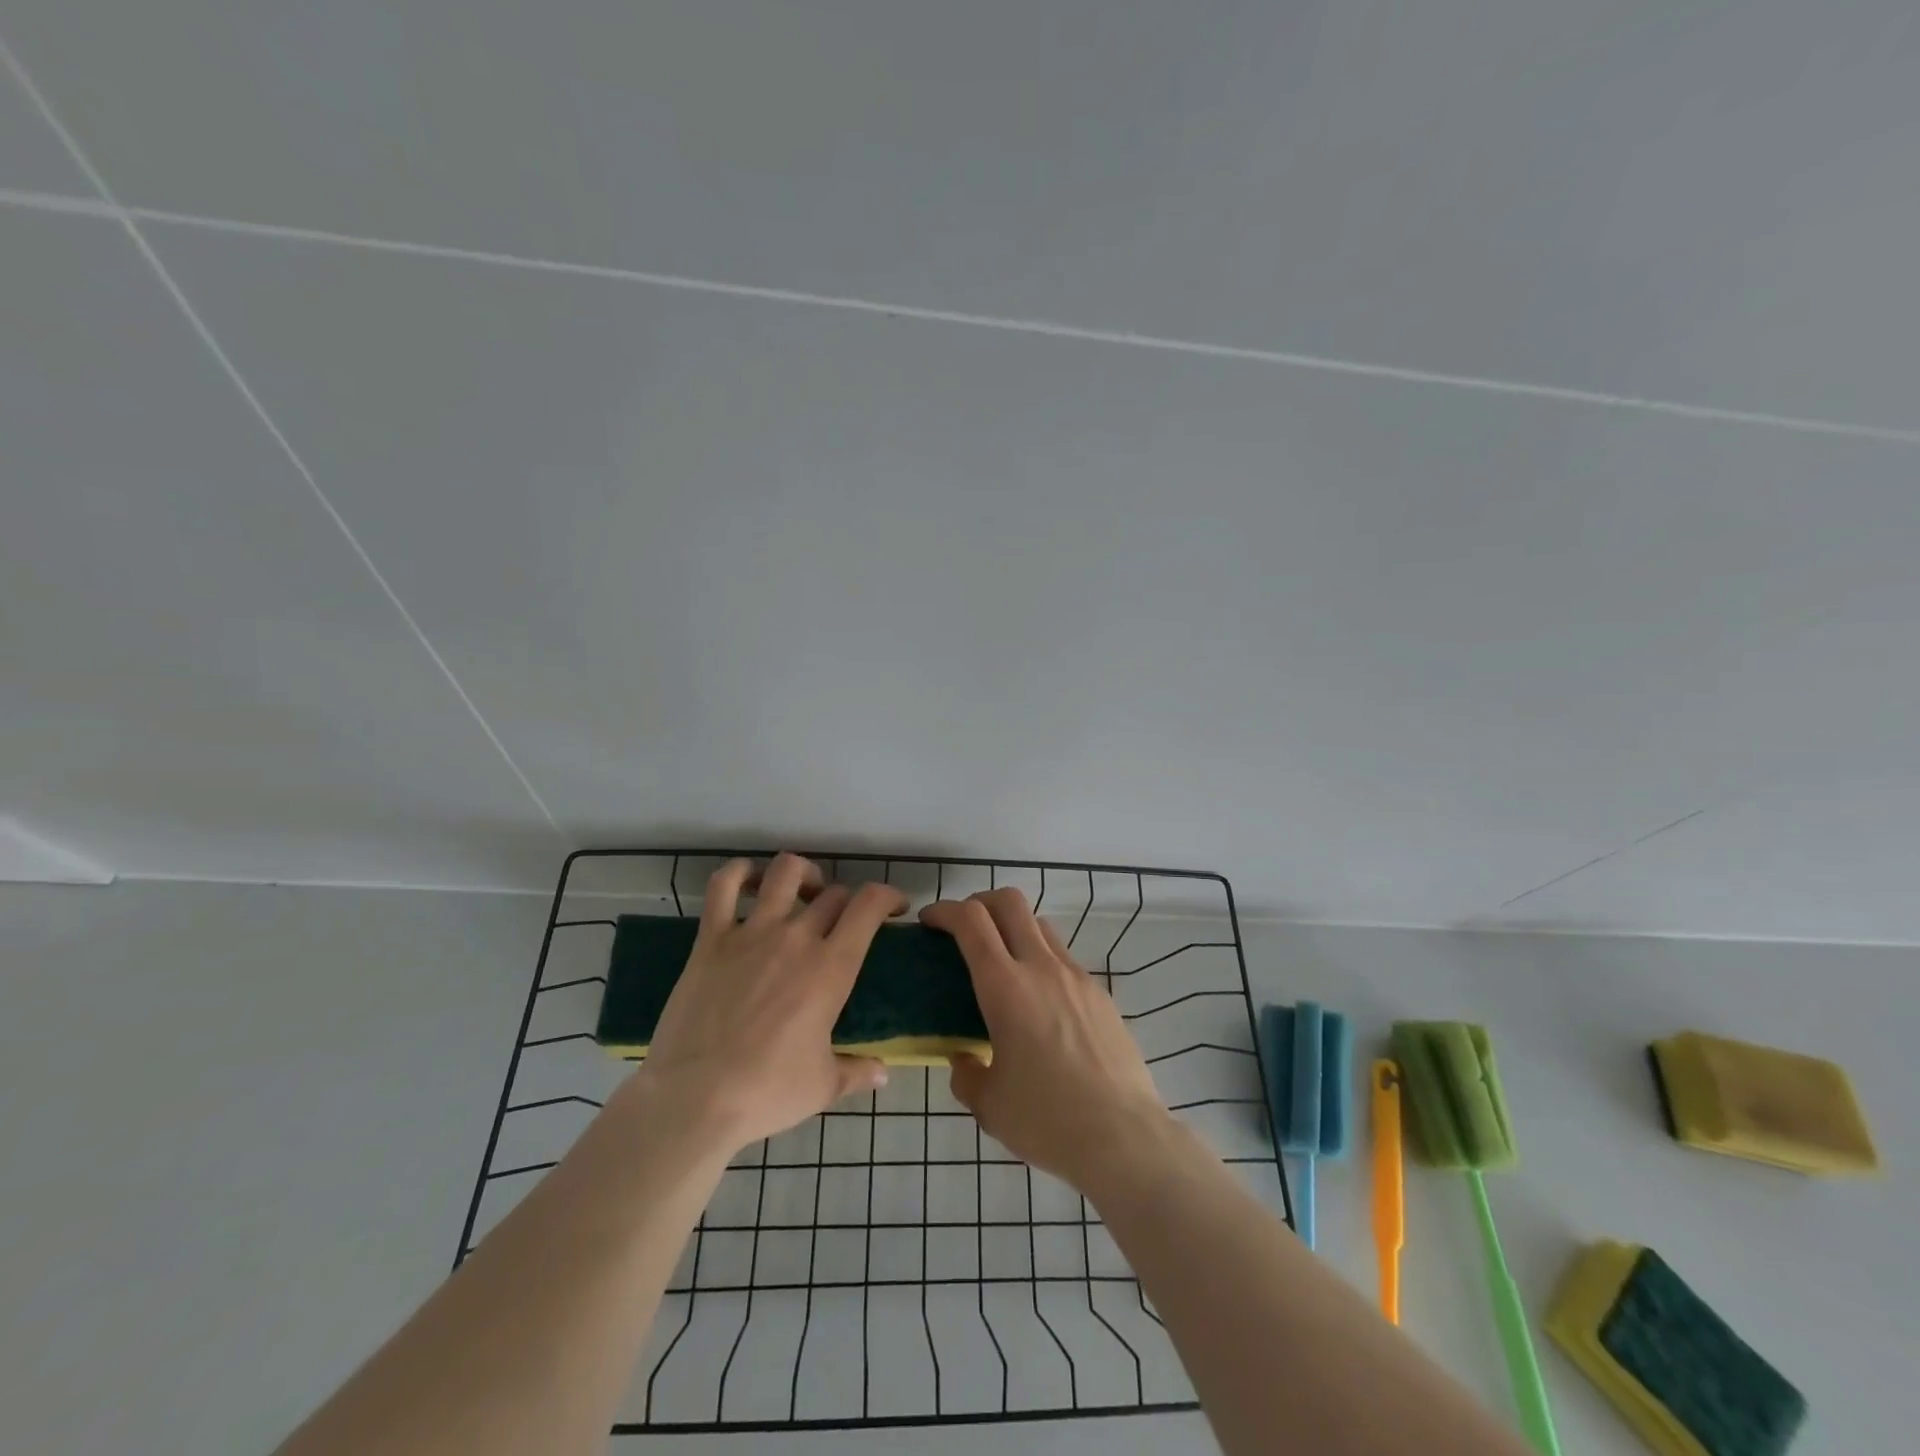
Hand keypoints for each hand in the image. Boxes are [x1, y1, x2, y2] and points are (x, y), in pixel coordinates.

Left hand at [631, 854, 904, 1153]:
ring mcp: (752, 932)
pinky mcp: (711, 938)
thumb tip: (883, 1073)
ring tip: (804, 890)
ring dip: (803, 873)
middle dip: (846, 902)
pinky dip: (738, 872)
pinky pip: (723, 886)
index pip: (869, 906)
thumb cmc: (766, 1092)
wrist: (693, 1098)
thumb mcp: (823, 1086)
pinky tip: (748, 879)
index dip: (888, 896)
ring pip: (785, 872)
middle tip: (843, 922)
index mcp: (831, 968)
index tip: (894, 908)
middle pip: (833, 893)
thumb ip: (857, 1072)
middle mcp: (796, 937)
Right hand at [921, 888, 1170, 1191]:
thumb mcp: (989, 1104)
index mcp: (1005, 987)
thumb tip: (964, 1058)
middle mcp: (1041, 968)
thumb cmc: (1047, 1120)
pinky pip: (1063, 958)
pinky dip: (1041, 959)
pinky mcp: (1100, 994)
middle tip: (963, 927)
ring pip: (1040, 925)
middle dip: (980, 902)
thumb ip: (967, 1074)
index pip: (971, 921)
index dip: (945, 910)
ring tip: (1001, 963)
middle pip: (1009, 902)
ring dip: (1013, 928)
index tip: (929, 922)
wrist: (1125, 1138)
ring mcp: (1076, 977)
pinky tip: (1038, 1002)